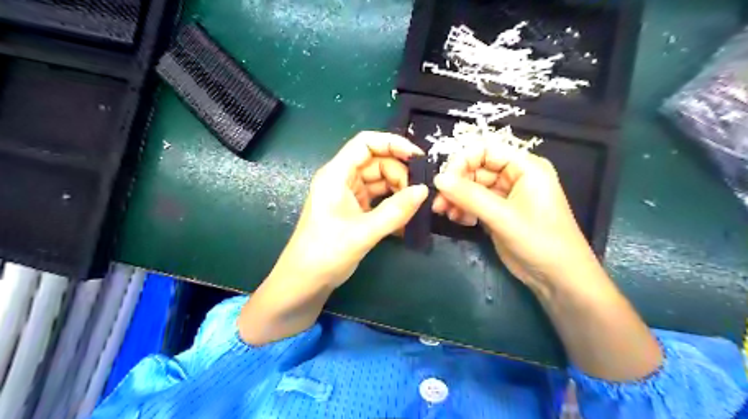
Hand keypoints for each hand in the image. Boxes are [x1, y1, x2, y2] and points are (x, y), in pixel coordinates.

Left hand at [274, 131, 425, 287]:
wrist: (306, 281)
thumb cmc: (326, 252)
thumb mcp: (364, 231)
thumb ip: (396, 211)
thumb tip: (424, 191)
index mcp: (336, 175)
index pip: (365, 143)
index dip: (392, 143)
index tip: (418, 157)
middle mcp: (342, 179)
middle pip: (376, 162)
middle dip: (399, 173)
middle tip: (419, 193)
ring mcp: (348, 195)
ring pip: (379, 180)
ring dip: (398, 190)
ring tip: (414, 207)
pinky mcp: (354, 210)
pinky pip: (378, 198)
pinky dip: (392, 205)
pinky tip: (406, 218)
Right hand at [431, 143, 662, 380]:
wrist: (557, 278)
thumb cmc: (540, 241)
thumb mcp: (503, 217)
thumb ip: (469, 196)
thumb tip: (438, 179)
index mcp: (525, 167)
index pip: (485, 150)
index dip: (462, 161)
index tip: (444, 180)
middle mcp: (514, 176)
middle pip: (475, 168)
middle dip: (456, 184)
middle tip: (439, 203)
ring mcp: (505, 195)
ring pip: (472, 187)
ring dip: (456, 198)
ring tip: (446, 214)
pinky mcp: (498, 212)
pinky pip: (474, 203)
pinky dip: (463, 209)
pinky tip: (458, 221)